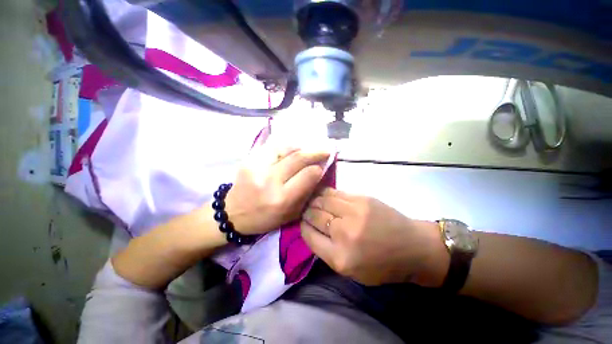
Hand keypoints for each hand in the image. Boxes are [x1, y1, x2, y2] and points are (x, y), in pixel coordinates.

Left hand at [225, 144, 329, 234]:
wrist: (233, 213)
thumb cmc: (265, 218)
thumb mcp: (291, 214)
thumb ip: (306, 193)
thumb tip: (318, 172)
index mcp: (282, 199)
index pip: (307, 175)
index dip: (318, 169)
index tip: (323, 166)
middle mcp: (269, 181)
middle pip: (298, 158)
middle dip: (315, 152)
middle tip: (325, 150)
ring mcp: (257, 168)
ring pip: (285, 148)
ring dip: (301, 147)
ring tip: (308, 149)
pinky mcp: (249, 160)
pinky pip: (272, 147)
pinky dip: (286, 146)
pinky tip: (292, 149)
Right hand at [300, 188, 448, 285]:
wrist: (412, 247)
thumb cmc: (381, 265)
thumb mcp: (350, 271)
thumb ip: (326, 250)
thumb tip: (310, 228)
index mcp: (340, 257)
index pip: (308, 235)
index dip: (302, 226)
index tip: (303, 222)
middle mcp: (343, 232)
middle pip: (313, 214)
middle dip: (306, 212)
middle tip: (306, 210)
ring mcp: (353, 211)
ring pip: (322, 199)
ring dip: (314, 200)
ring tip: (313, 201)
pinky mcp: (362, 198)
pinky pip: (335, 192)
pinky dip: (326, 193)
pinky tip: (324, 195)